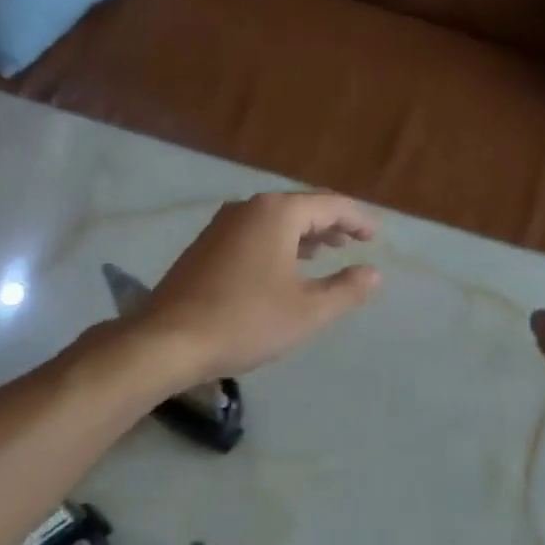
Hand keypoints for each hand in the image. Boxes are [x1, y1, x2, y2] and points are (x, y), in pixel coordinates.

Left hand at [137, 192, 380, 384]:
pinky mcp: (203, 249)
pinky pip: (251, 236)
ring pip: (272, 223)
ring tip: (322, 255)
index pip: (329, 204)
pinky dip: (276, 246)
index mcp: (276, 213)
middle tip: (352, 244)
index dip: (357, 219)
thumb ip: (346, 289)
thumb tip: (373, 273)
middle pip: (298, 209)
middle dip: (329, 225)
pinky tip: (280, 270)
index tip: (374, 236)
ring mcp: (219, 227)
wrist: (170, 340)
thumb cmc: (247, 321)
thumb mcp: (309, 310)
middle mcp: (246, 209)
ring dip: (301, 237)